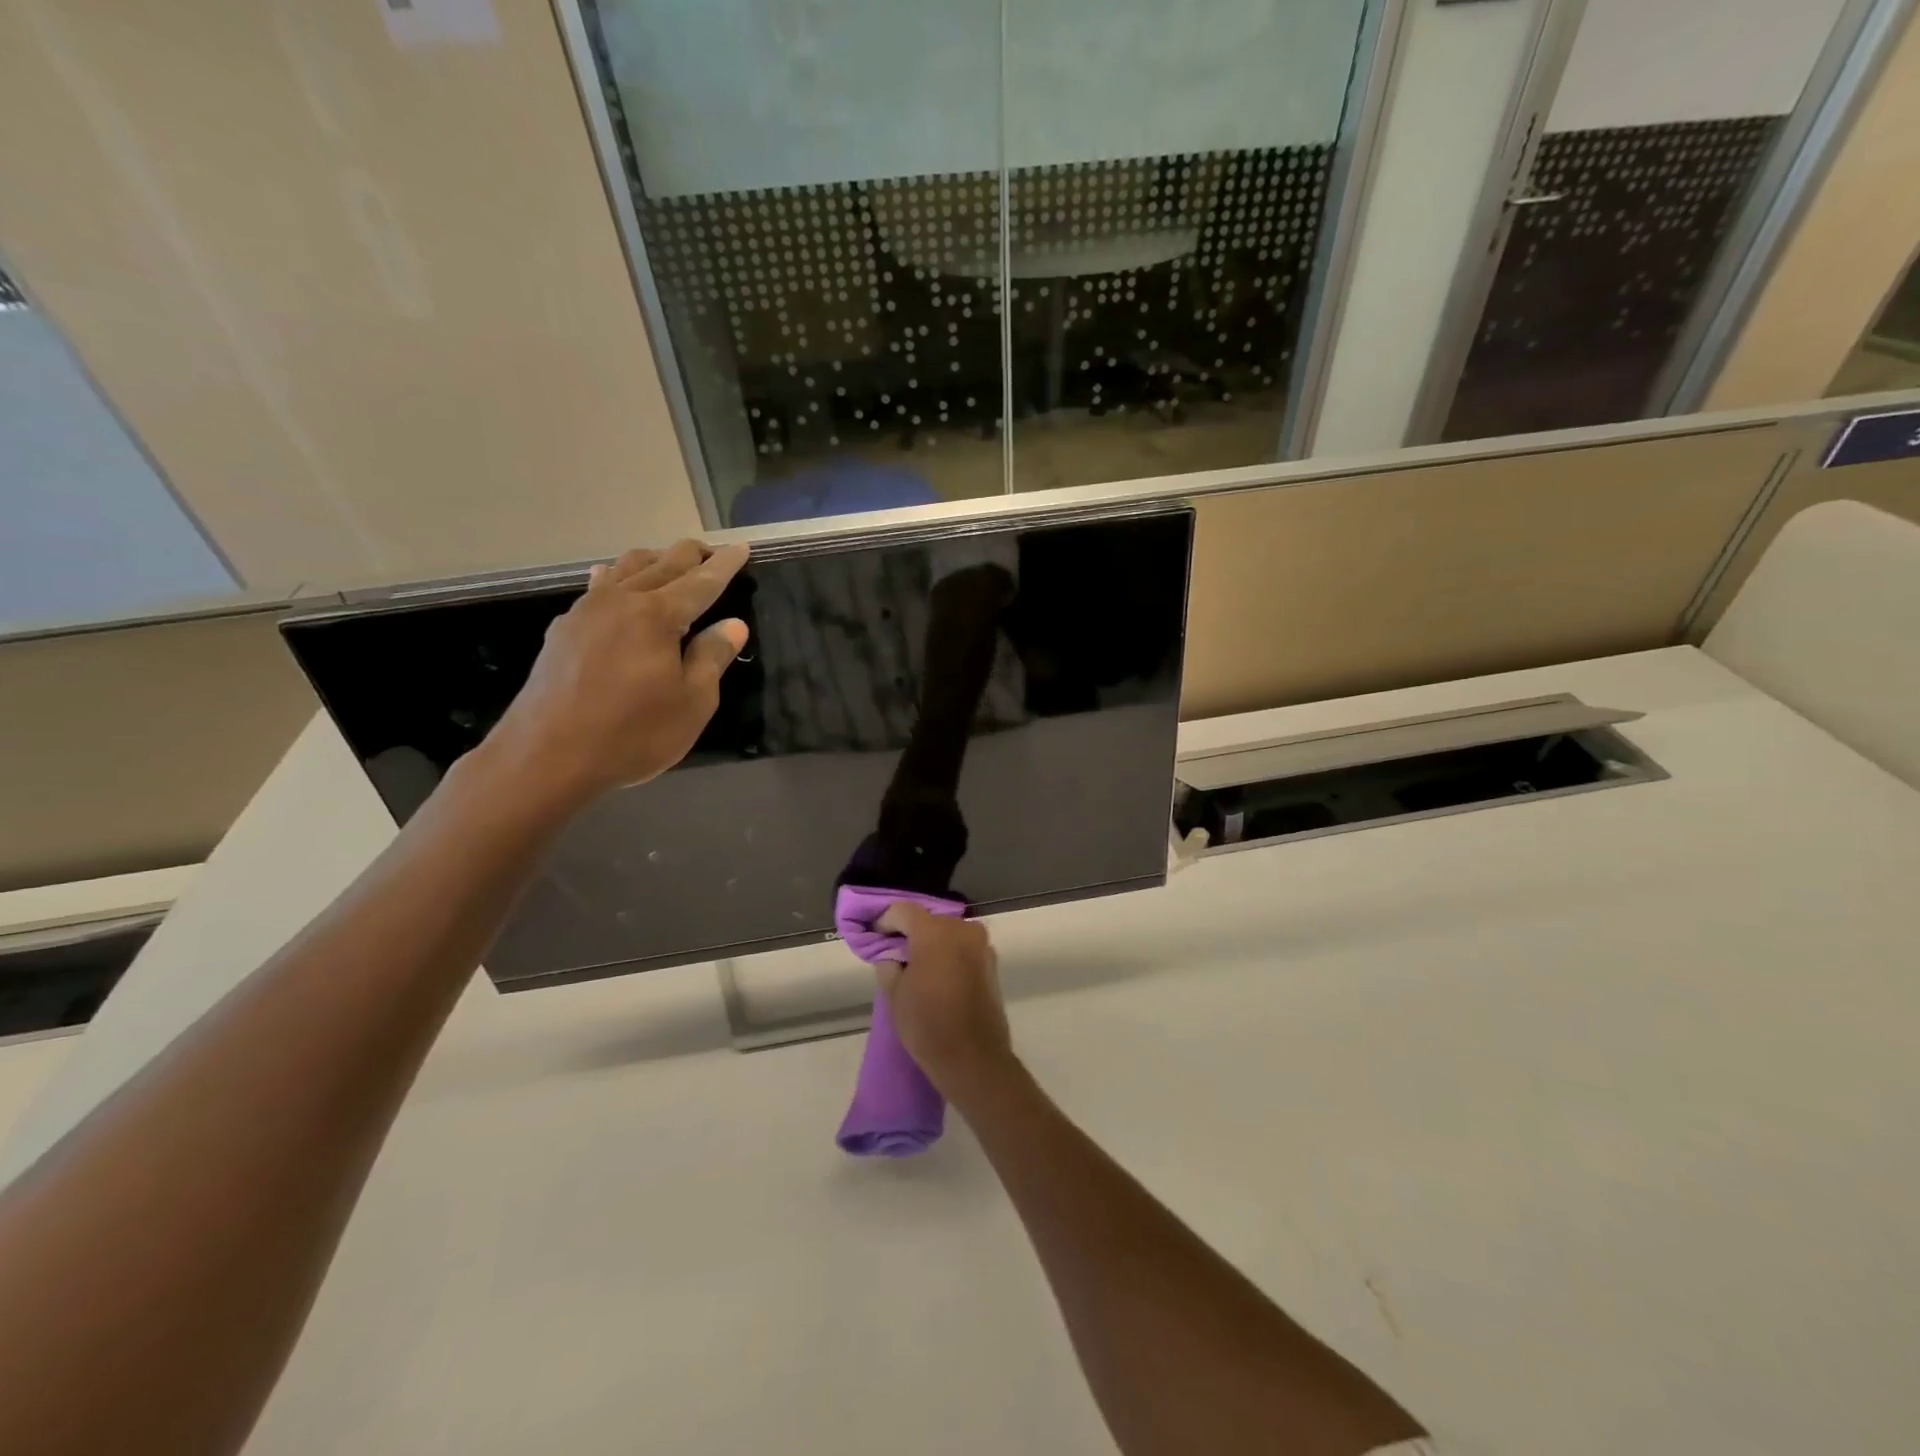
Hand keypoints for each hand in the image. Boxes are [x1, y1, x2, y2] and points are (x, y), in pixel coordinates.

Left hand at [481, 540, 749, 810]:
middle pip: (662, 565)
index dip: (725, 565)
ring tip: (669, 562)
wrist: (547, 757)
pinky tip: (611, 579)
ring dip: (654, 561)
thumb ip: (712, 657)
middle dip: (691, 555)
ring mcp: (586, 612)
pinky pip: (598, 587)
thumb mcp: (692, 702)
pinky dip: (617, 577)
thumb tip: (733, 625)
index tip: (741, 548)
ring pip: (626, 568)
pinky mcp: (563, 630)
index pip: (701, 582)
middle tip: (712, 551)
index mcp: (657, 615)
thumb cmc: (632, 733)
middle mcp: (621, 600)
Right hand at [875, 903, 1015, 1097]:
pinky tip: (938, 975)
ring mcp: (981, 945)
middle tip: (895, 952)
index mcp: (934, 932)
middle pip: (930, 920)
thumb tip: (891, 955)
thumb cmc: (927, 1024)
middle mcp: (962, 929)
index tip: (876, 936)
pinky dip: (950, 954)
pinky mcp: (992, 963)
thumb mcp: (894, 994)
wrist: (973, 1058)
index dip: (887, 921)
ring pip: (949, 933)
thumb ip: (889, 964)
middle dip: (912, 932)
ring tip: (917, 966)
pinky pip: (964, 948)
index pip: (904, 911)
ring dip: (933, 943)